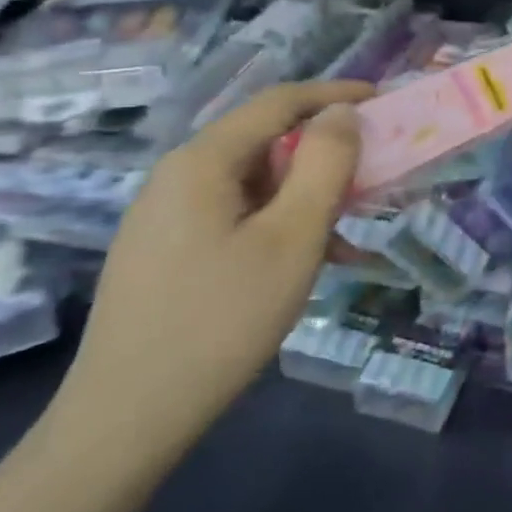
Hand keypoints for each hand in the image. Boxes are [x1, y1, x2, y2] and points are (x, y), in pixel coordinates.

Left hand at [48, 80, 373, 455]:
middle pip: (265, 141)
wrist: (128, 417)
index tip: (383, 100)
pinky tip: (313, 262)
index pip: (278, 102)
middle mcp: (179, 177)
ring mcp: (167, 217)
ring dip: (309, 195)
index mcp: (202, 162)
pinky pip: (238, 216)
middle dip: (326, 151)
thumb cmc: (223, 318)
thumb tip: (342, 113)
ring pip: (256, 183)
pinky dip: (282, 225)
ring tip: (352, 231)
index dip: (335, 94)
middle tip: (374, 174)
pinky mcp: (168, 252)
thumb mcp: (293, 237)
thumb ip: (324, 165)